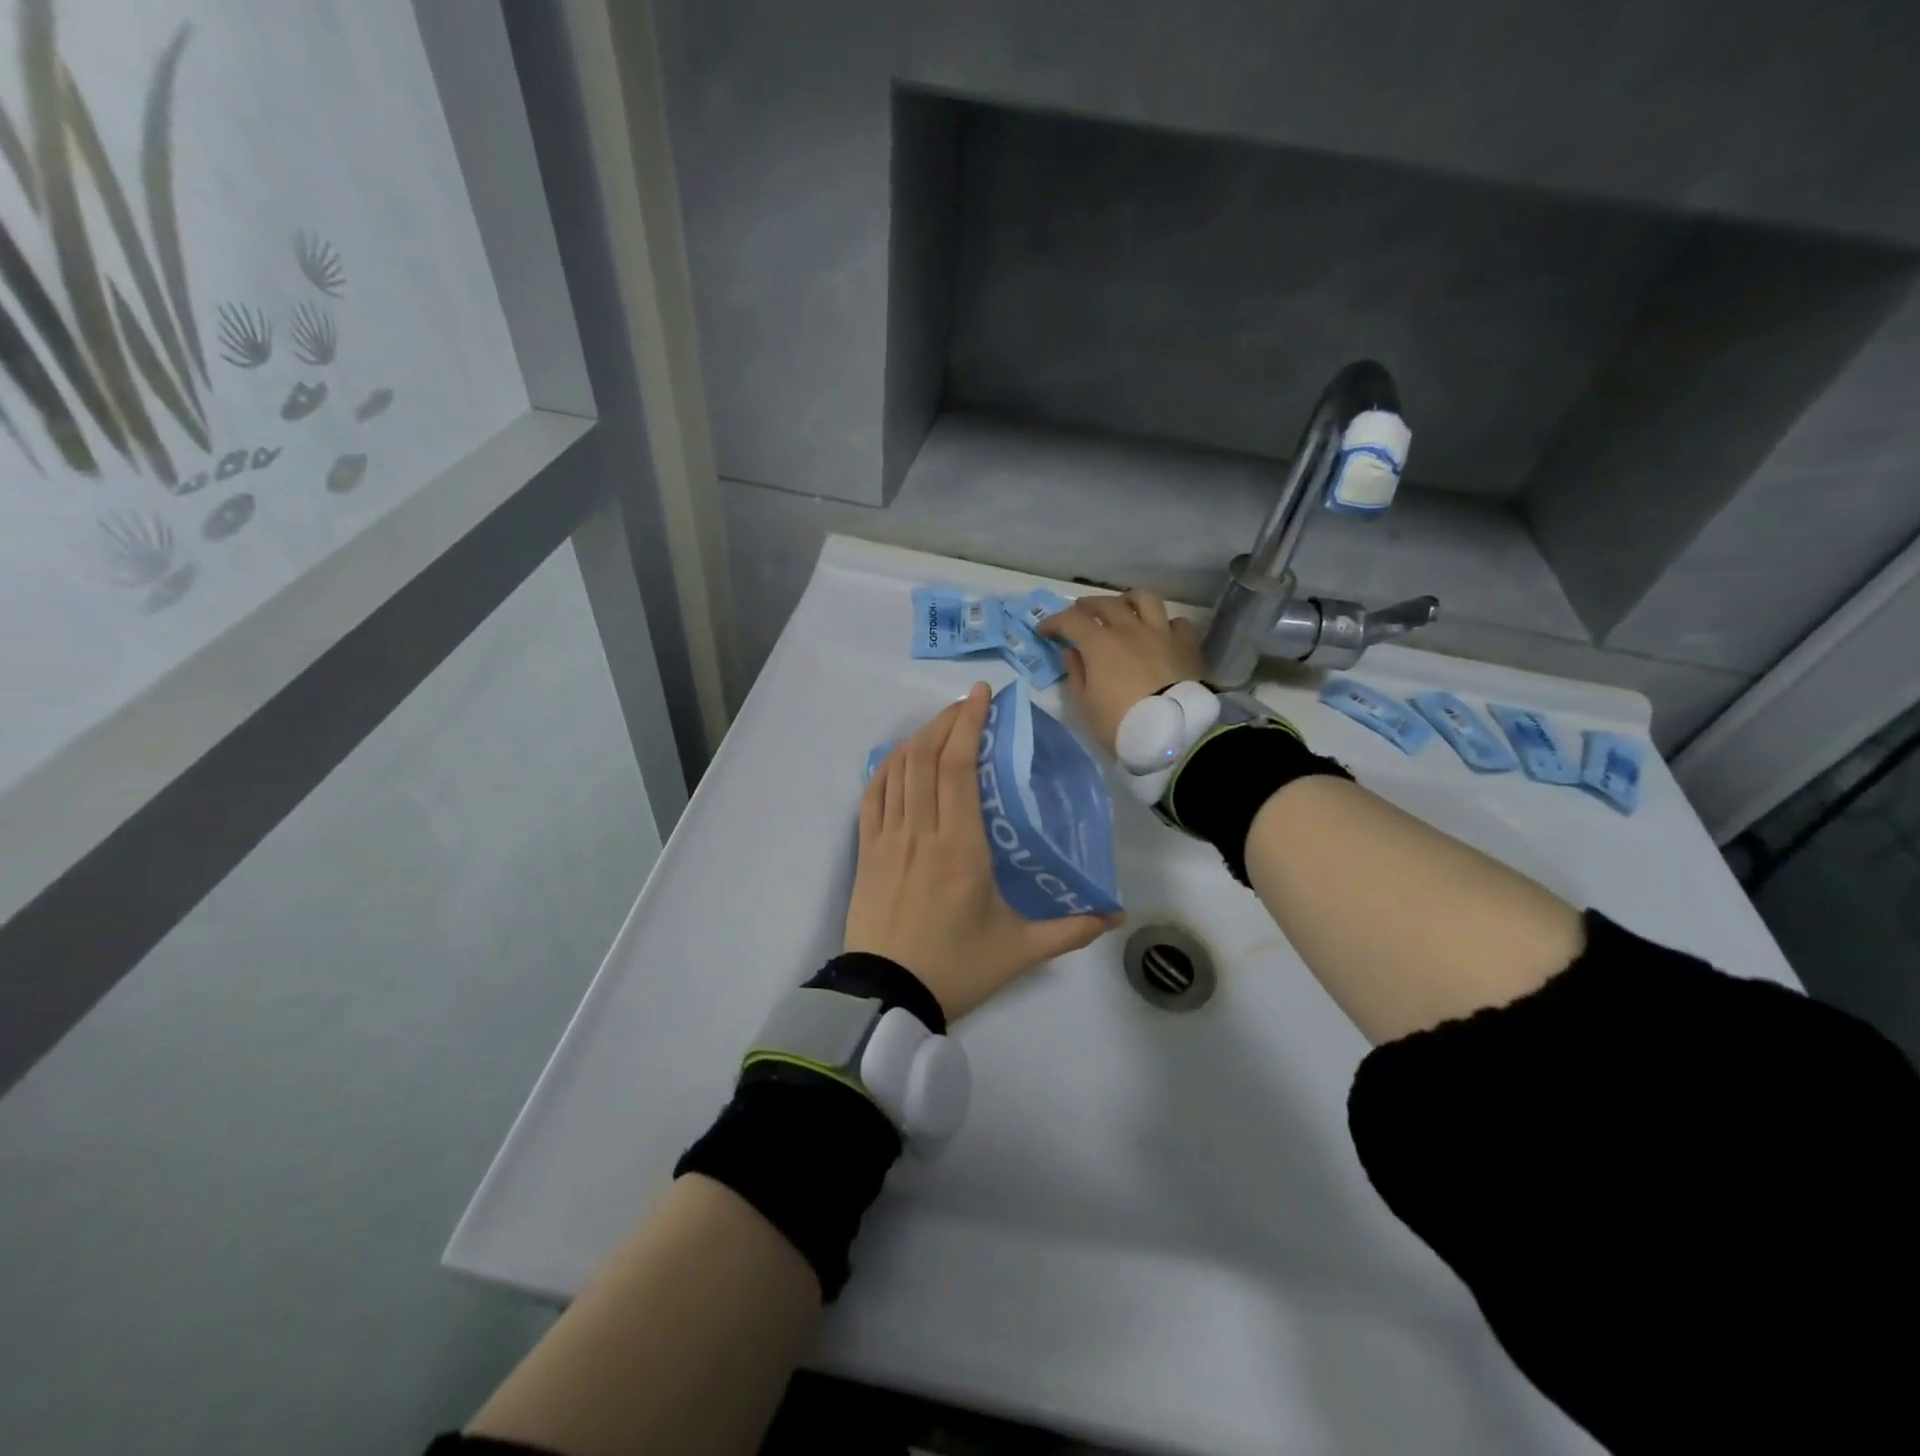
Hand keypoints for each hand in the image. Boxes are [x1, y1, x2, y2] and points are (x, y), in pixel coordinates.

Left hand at [845, 683, 1118, 1020]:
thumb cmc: (956, 968)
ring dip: (919, 738)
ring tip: (942, 723)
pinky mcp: (866, 851)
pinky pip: (871, 796)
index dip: (968, 724)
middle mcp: (921, 831)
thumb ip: (1070, 929)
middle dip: (948, 720)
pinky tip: (900, 758)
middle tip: (970, 703)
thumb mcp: (1020, 950)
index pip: (957, 768)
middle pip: (927, 757)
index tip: (982, 696)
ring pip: (898, 770)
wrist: (885, 996)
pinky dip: (886, 768)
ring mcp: (887, 839)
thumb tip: (1116, 916)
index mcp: (961, 847)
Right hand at [1038, 589, 1206, 753]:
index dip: (1054, 622)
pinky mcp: (1187, 645)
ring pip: (1145, 599)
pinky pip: (1177, 622)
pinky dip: (1165, 624)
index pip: (1070, 620)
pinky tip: (1160, 634)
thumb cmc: (1120, 722)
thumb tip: (1071, 651)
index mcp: (1100, 643)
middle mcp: (1129, 629)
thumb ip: (1076, 673)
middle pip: (1105, 603)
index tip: (1044, 631)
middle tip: (1079, 615)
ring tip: (1123, 609)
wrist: (1173, 732)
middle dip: (1087, 606)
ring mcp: (1161, 633)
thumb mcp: (1085, 705)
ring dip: (1128, 600)